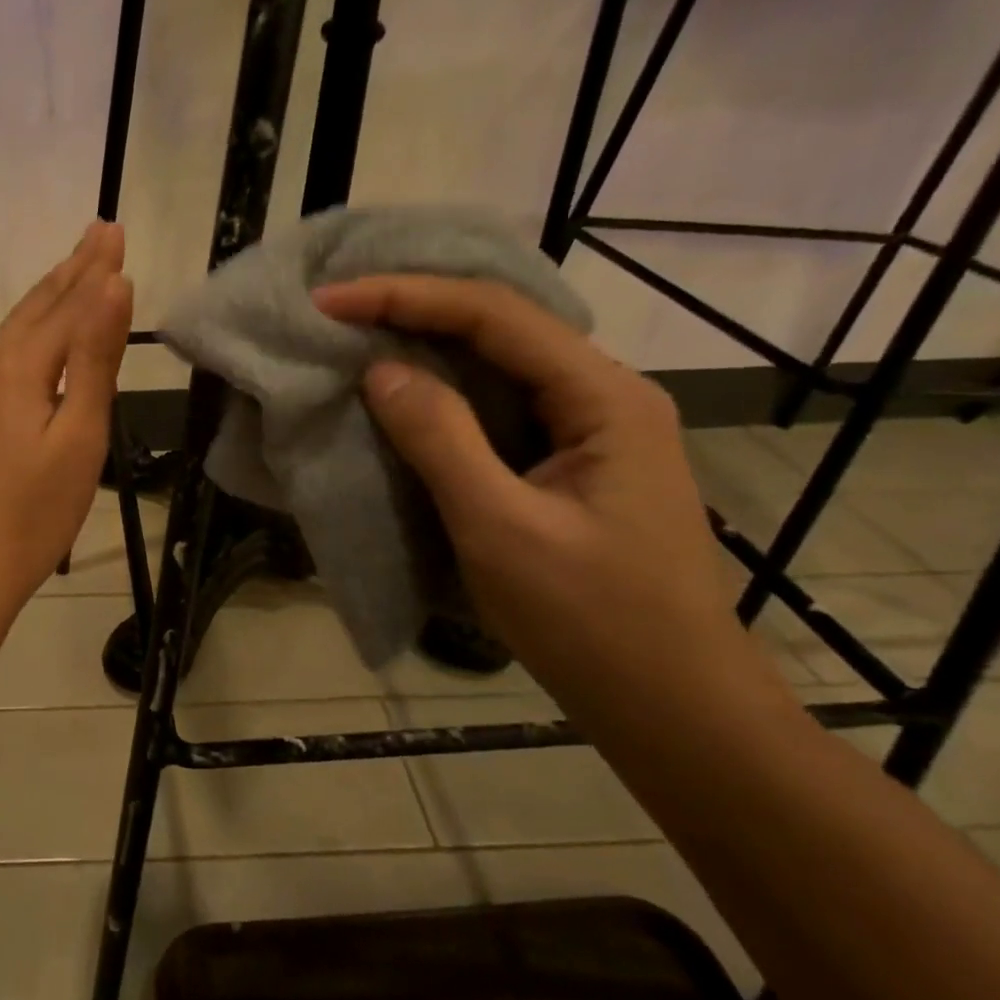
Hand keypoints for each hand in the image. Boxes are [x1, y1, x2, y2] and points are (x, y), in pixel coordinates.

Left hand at [0, 223, 132, 610]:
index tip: (114, 229)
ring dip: (48, 298)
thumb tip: (114, 286)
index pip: (67, 304)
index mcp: (20, 367)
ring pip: (15, 330)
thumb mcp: (78, 434)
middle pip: (36, 308)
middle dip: (71, 270)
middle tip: (98, 234)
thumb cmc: (33, 511)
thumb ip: (94, 358)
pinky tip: (33, 340)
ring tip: (71, 273)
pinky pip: (3, 356)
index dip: (95, 268)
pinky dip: (29, 331)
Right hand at [313, 275, 765, 714]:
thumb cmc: (590, 620)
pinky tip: (405, 393)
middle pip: (501, 325)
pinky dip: (444, 393)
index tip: (331, 301)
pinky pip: (500, 405)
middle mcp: (604, 393)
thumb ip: (441, 440)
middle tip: (338, 308)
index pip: (495, 315)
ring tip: (358, 336)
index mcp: (604, 397)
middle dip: (415, 308)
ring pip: (499, 363)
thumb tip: (380, 370)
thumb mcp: (500, 528)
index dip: (406, 297)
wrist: (668, 702)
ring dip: (427, 346)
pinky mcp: (571, 460)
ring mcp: (591, 428)